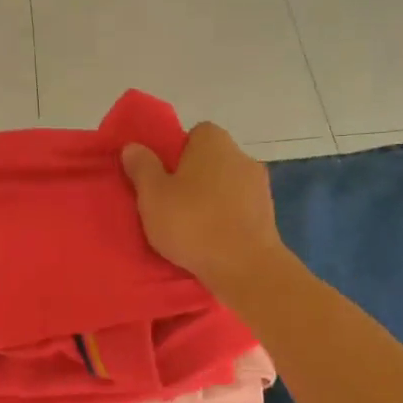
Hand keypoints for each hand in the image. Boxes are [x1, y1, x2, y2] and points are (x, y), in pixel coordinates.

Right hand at [121, 123, 285, 297]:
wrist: (245, 267)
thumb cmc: (193, 223)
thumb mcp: (152, 195)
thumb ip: (142, 167)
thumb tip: (133, 147)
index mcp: (214, 142)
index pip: (194, 134)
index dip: (176, 153)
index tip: (163, 177)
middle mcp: (241, 155)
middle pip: (210, 160)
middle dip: (193, 177)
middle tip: (170, 203)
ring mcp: (259, 186)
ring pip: (226, 186)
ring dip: (211, 200)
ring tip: (191, 227)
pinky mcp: (268, 214)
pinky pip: (239, 209)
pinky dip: (227, 219)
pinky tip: (212, 240)